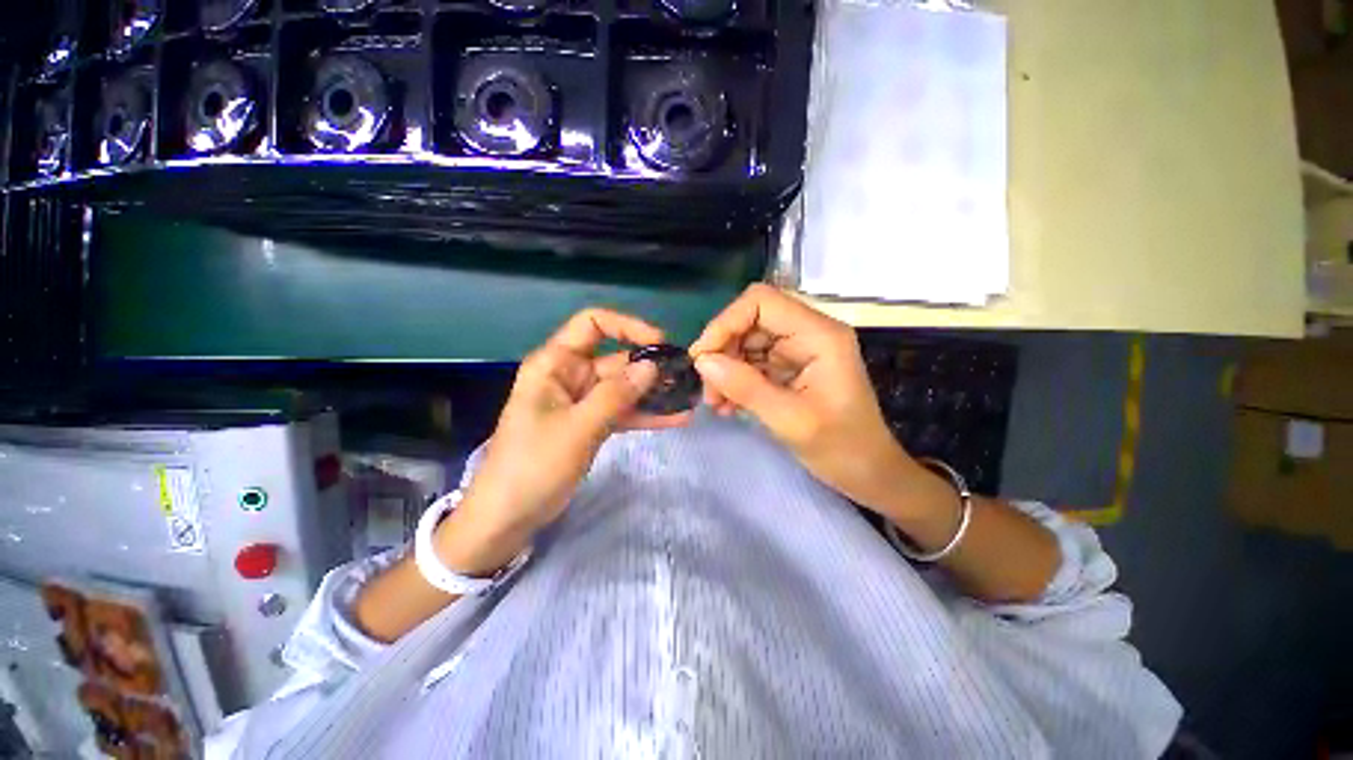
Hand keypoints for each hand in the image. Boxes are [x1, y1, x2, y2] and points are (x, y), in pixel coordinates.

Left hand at [459, 308, 689, 538]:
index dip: (627, 327)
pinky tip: (675, 419)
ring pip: (623, 388)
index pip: (592, 325)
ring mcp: (582, 402)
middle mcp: (570, 376)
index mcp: (555, 364)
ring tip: (688, 398)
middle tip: (686, 378)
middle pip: (615, 360)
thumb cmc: (533, 466)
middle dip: (650, 368)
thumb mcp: (577, 427)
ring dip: (653, 394)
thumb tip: (652, 366)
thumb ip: (616, 395)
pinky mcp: (591, 424)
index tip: (659, 343)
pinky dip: (645, 415)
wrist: (508, 516)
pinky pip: (622, 412)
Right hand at [690, 284, 928, 515]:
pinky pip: (752, 363)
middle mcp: (808, 333)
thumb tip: (702, 361)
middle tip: (709, 390)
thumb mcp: (790, 420)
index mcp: (819, 334)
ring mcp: (798, 350)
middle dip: (723, 352)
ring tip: (717, 404)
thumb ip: (745, 386)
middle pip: (750, 321)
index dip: (726, 322)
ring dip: (725, 370)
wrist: (868, 473)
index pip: (761, 302)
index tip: (702, 357)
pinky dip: (735, 381)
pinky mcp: (789, 367)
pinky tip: (728, 406)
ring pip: (746, 343)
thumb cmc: (841, 448)